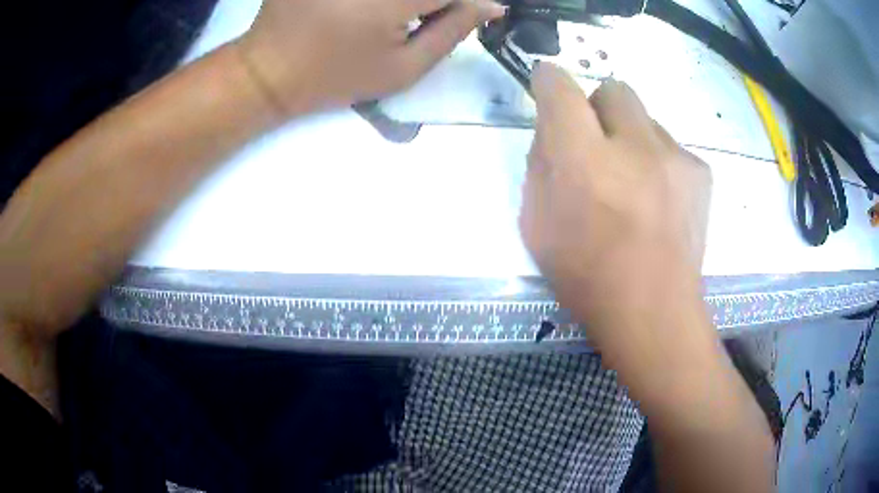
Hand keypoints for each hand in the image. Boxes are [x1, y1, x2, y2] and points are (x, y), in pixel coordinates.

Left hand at [236, 0, 504, 113]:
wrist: (269, 70)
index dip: (466, 3)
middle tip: (422, 17)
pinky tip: (371, 11)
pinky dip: (386, 3)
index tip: (457, 16)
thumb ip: (452, 32)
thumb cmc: (337, 77)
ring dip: (412, 3)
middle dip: (437, 3)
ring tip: (393, 18)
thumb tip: (491, 6)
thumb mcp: (402, 69)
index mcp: (393, 1)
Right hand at [519, 62, 711, 356]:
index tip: (546, 83)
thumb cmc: (587, 277)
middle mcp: (634, 146)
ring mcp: (675, 156)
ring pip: (645, 118)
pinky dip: (658, 160)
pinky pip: (671, 145)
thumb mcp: (537, 225)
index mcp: (584, 161)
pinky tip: (659, 198)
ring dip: (631, 137)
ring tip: (634, 183)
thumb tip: (554, 132)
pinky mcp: (700, 171)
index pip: (561, 90)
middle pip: (613, 89)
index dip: (549, 79)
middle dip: (597, 106)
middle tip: (597, 143)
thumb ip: (540, 166)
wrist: (655, 313)